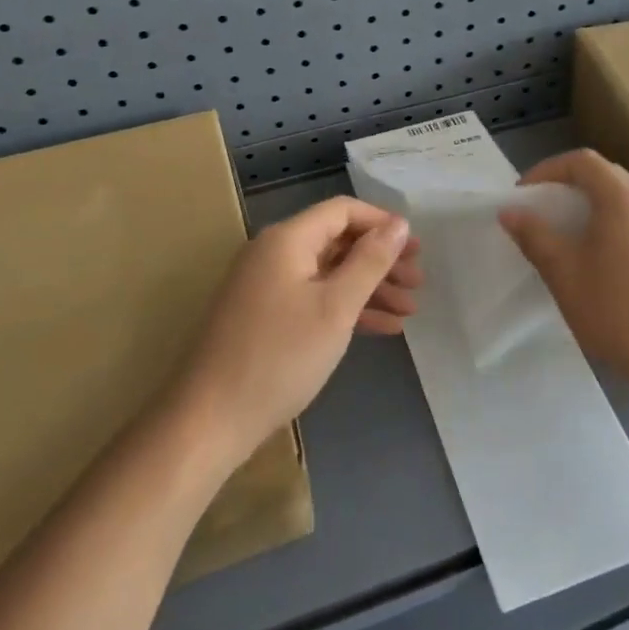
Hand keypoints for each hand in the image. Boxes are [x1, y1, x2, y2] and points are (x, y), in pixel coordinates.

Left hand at [173, 197, 418, 468]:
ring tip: (409, 311)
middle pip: (337, 241)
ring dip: (369, 288)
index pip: (342, 211)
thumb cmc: (280, 356)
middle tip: (418, 282)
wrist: (210, 418)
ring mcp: (266, 285)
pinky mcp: (264, 316)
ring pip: (328, 273)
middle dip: (380, 260)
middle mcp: (274, 253)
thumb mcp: (335, 307)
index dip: (381, 223)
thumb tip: (398, 223)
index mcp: (287, 239)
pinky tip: (381, 329)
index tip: (415, 248)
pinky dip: (345, 308)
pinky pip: (313, 298)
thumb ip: (370, 261)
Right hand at [498, 150, 628, 400]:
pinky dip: (610, 227)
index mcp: (623, 200)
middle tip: (540, 212)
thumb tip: (511, 212)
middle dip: (567, 186)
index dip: (547, 170)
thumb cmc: (619, 313)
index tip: (523, 195)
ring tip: (564, 238)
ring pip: (622, 201)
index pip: (582, 161)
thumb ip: (535, 237)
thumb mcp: (565, 274)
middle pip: (605, 176)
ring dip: (589, 208)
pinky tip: (598, 263)